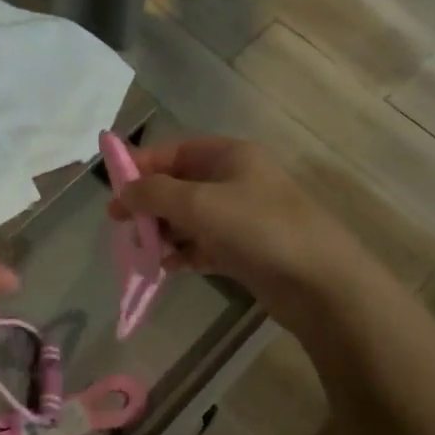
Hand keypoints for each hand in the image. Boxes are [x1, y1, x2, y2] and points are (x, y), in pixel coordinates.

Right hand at [110, 136, 353, 329]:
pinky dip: (183, 253)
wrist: (321, 283)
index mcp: (229, 156)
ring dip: (163, 231)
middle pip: (179, 184)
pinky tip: (166, 268)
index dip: (141, 165)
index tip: (112, 189)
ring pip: (189, 217)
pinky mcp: (246, 249)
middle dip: (149, 203)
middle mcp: (235, 180)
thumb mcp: (198, 204)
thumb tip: (122, 193)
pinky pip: (203, 245)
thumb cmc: (258, 229)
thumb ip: (153, 194)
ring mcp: (242, 216)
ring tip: (141, 250)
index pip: (174, 151)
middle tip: (120, 225)